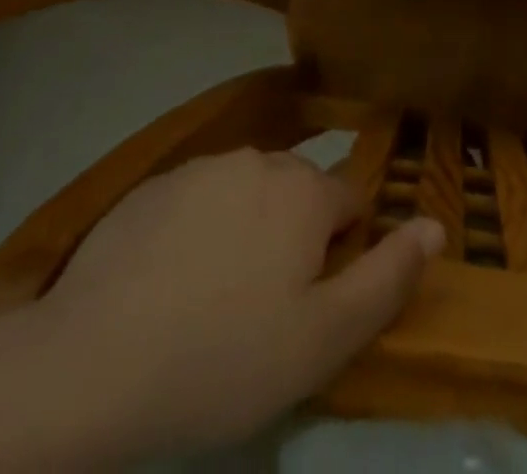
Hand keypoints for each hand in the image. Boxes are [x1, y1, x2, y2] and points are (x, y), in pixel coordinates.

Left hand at [0, 149, 442, 473]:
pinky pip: (198, 201)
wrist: (89, 365)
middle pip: (297, 192)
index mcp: (303, 191)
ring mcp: (200, 168)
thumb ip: (387, 276)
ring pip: (247, 194)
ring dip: (246, 232)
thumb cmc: (222, 360)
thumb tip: (436, 224)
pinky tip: (169, 287)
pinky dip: (198, 232)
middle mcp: (257, 160)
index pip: (350, 200)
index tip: (313, 302)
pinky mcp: (152, 187)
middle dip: (295, 237)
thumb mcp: (323, 340)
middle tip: (264, 312)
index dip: (342, 251)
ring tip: (213, 302)